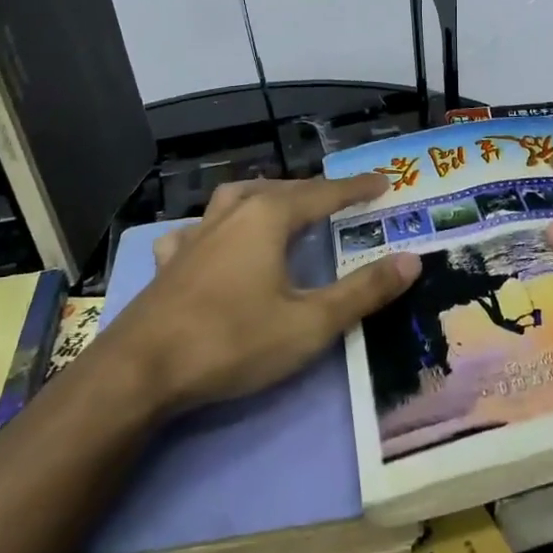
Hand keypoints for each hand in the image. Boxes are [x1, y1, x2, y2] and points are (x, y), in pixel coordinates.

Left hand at [105, 176, 421, 412]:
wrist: (141, 370)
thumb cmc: (233, 341)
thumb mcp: (310, 323)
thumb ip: (363, 291)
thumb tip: (411, 260)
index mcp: (268, 216)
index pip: (323, 193)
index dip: (356, 188)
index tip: (384, 182)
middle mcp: (233, 213)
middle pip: (282, 189)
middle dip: (315, 191)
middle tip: (341, 199)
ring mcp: (196, 234)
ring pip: (238, 199)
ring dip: (267, 198)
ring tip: (282, 207)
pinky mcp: (171, 260)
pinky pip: (200, 230)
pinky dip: (218, 227)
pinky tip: (214, 242)